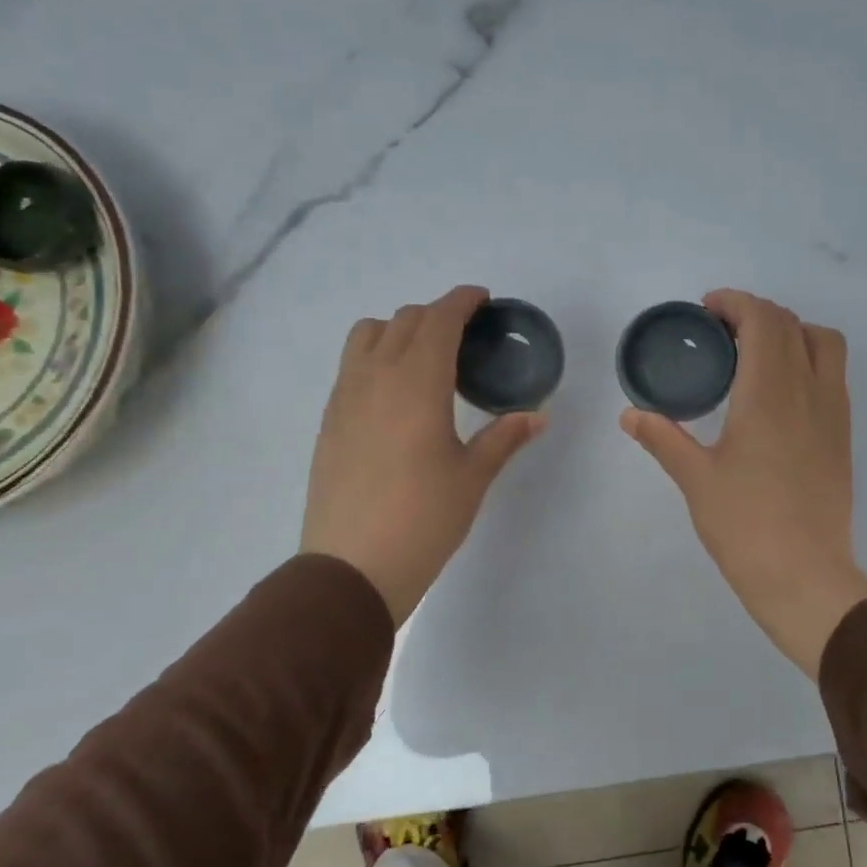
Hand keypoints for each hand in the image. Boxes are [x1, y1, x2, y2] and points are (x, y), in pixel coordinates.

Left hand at [302, 285, 545, 624]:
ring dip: (398, 330)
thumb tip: (538, 415)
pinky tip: (395, 393)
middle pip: (403, 320)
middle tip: (465, 335)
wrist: (352, 567)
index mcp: (417, 383)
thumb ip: (504, 438)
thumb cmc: (423, 519)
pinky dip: (375, 357)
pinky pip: (351, 366)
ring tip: (424, 357)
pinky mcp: (329, 420)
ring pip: (367, 335)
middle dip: (436, 315)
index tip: (482, 300)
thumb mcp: (472, 477)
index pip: (438, 320)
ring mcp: (344, 397)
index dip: (461, 301)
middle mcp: (375, 377)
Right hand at [620, 289, 866, 679]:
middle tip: (720, 333)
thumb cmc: (745, 526)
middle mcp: (808, 391)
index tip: (707, 311)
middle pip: (792, 324)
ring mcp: (833, 412)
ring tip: (755, 355)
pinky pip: (832, 374)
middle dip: (756, 314)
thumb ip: (663, 438)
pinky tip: (778, 393)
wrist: (804, 576)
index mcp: (768, 394)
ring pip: (823, 343)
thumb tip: (630, 414)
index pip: (763, 320)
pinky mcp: (843, 435)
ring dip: (790, 332)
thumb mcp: (696, 480)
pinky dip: (807, 359)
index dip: (735, 303)